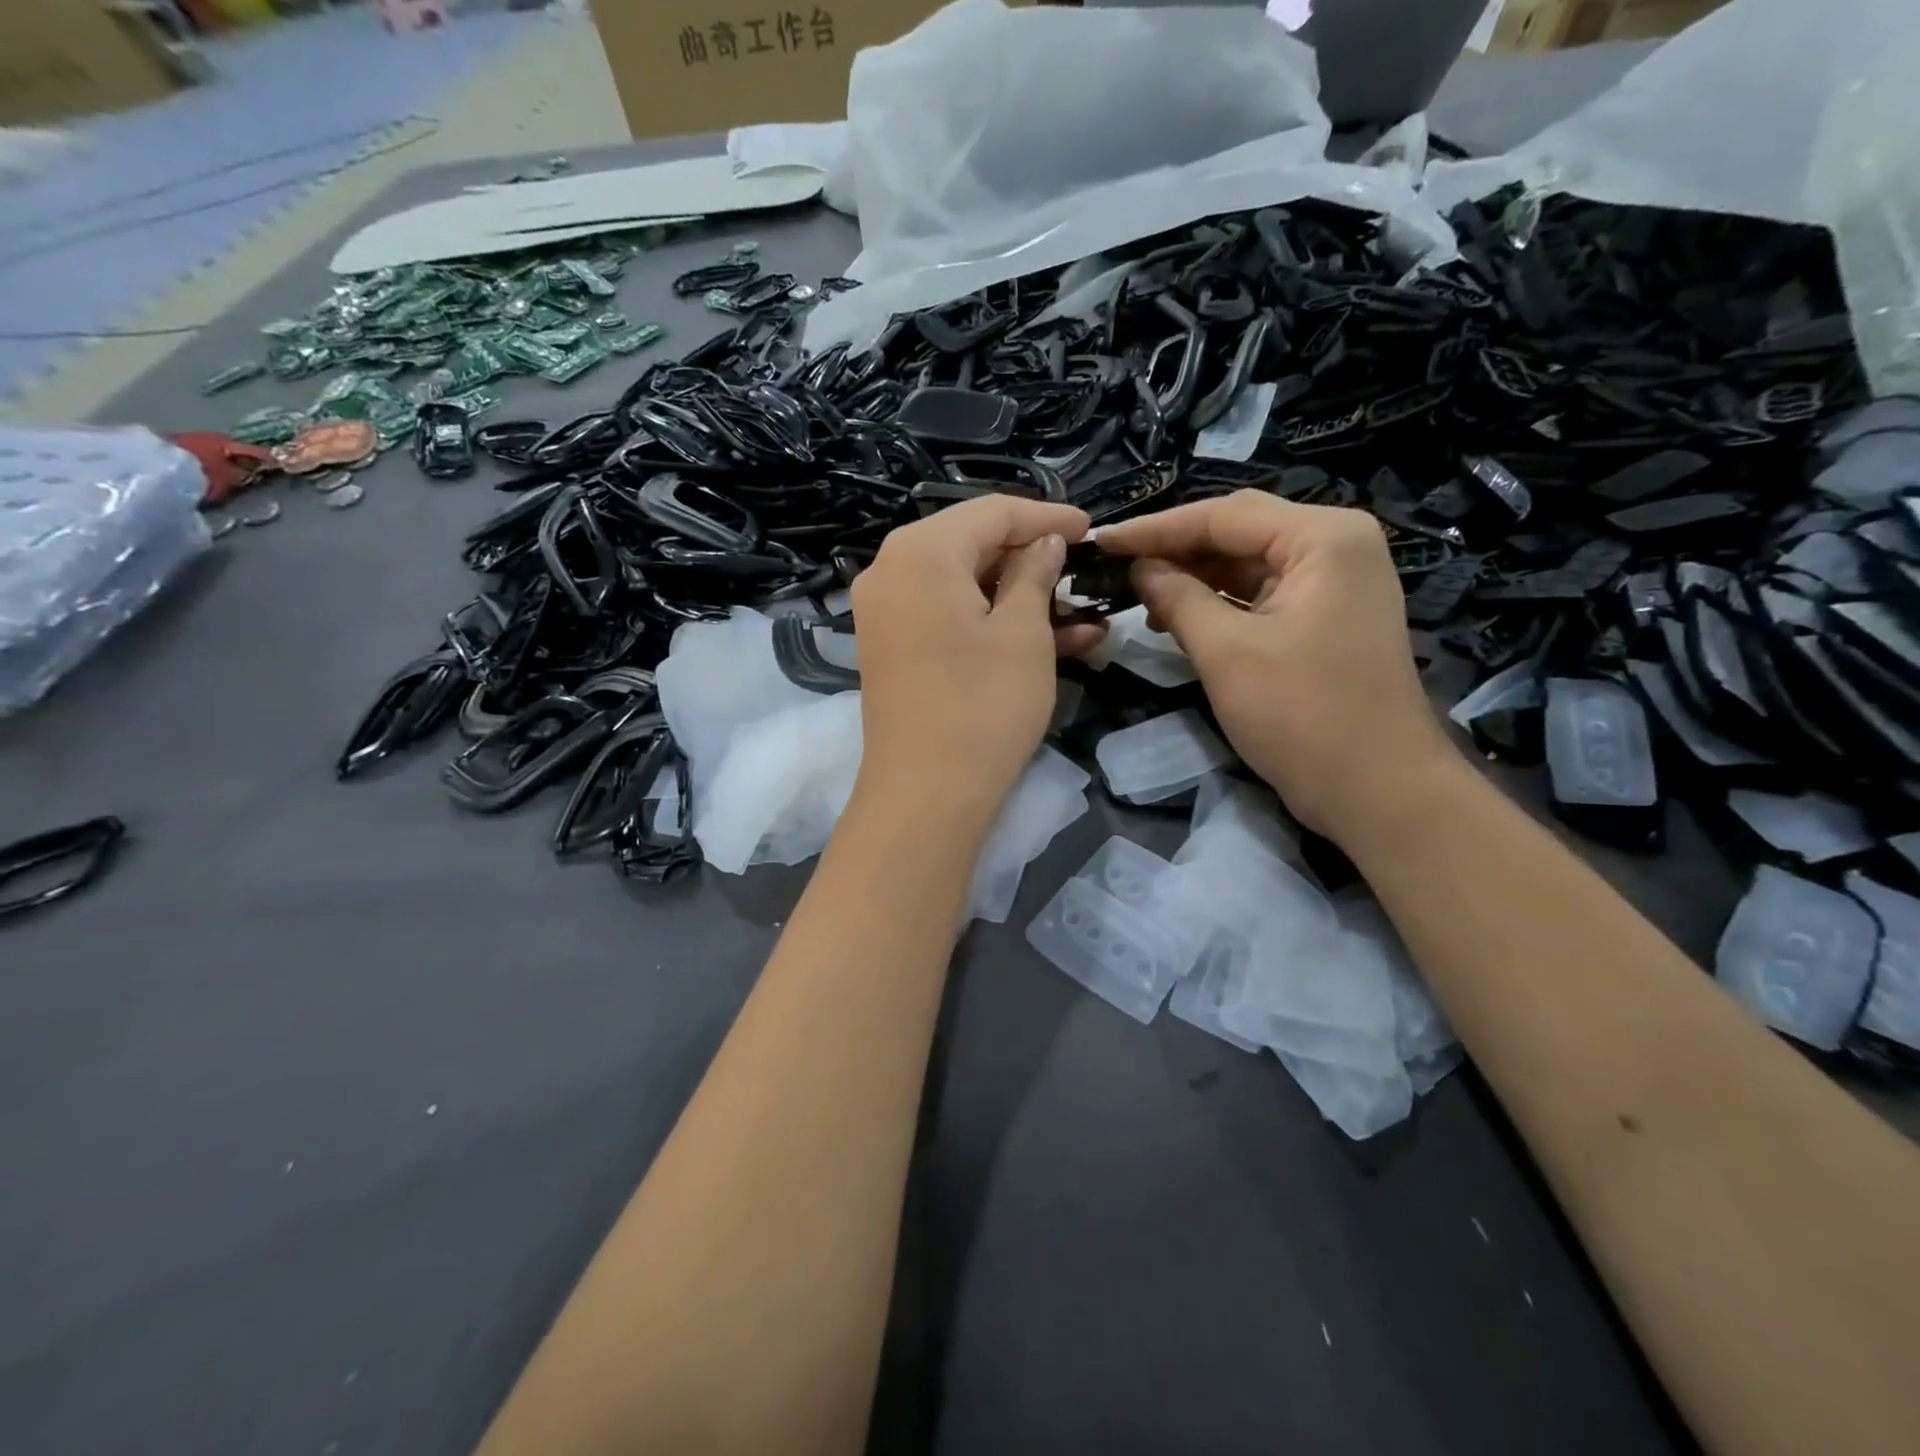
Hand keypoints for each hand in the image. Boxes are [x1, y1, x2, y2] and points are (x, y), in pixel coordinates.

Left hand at [851, 496, 1099, 822]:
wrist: (927, 794)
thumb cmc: (983, 705)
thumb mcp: (1023, 632)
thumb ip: (1035, 573)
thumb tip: (1045, 541)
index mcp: (920, 551)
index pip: (992, 512)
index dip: (1046, 517)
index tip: (1091, 530)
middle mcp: (891, 571)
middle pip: (971, 544)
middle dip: (1031, 557)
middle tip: (1081, 569)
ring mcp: (886, 612)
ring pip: (963, 585)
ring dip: (1020, 597)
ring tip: (1080, 612)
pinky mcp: (893, 648)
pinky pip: (947, 616)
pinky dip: (990, 622)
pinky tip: (1051, 639)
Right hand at [1097, 490, 1461, 844]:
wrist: (1378, 791)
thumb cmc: (1303, 716)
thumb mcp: (1227, 652)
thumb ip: (1178, 598)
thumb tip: (1140, 568)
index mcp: (1323, 537)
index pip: (1223, 516)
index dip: (1156, 529)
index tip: (1102, 541)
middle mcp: (1336, 545)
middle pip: (1238, 532)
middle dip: (1175, 549)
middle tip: (1115, 564)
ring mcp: (1336, 582)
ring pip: (1248, 563)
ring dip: (1194, 577)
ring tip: (1138, 594)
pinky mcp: (1327, 616)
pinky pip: (1262, 594)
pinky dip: (1219, 602)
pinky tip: (1177, 616)